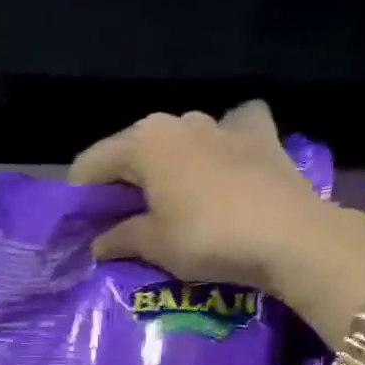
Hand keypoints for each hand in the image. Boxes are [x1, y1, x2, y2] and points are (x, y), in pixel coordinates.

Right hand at [68, 102, 364, 346]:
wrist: (288, 236)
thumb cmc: (206, 237)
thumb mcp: (152, 244)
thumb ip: (119, 238)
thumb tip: (98, 243)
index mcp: (144, 141)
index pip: (91, 164)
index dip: (79, 196)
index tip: (77, 225)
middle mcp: (179, 120)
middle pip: (133, 151)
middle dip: (120, 182)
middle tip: (117, 219)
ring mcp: (222, 122)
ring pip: (178, 142)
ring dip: (166, 168)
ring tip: (167, 201)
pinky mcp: (259, 134)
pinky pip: (228, 133)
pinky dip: (218, 147)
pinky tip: (220, 167)